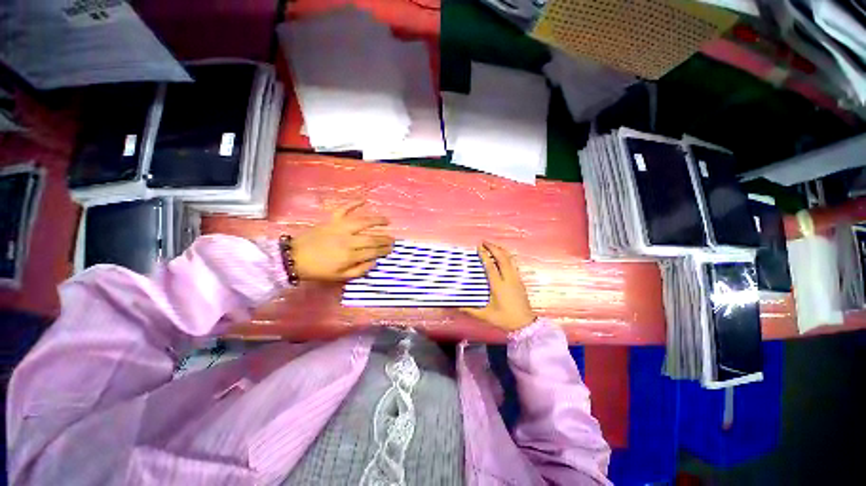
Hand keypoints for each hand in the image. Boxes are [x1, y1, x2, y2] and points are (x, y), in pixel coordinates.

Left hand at [290, 201, 393, 281]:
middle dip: (385, 239)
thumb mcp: (340, 277)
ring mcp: (340, 228)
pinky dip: (353, 203)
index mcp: (349, 256)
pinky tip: (364, 200)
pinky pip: (344, 209)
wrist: (294, 257)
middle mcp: (348, 240)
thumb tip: (374, 261)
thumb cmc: (318, 269)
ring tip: (387, 221)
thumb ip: (359, 270)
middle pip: (372, 238)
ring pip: (363, 222)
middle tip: (393, 239)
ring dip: (377, 220)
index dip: (384, 250)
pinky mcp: (331, 220)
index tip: (391, 249)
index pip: (373, 251)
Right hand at [461, 242, 534, 331]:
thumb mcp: (486, 315)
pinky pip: (513, 263)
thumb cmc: (505, 319)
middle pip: (502, 258)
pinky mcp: (520, 280)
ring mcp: (516, 278)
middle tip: (484, 242)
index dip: (484, 255)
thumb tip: (456, 305)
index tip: (478, 247)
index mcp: (499, 286)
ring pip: (510, 259)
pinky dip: (507, 256)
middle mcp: (508, 279)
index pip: (491, 266)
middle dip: (493, 247)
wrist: (525, 325)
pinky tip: (502, 256)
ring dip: (501, 250)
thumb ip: (470, 309)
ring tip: (492, 246)